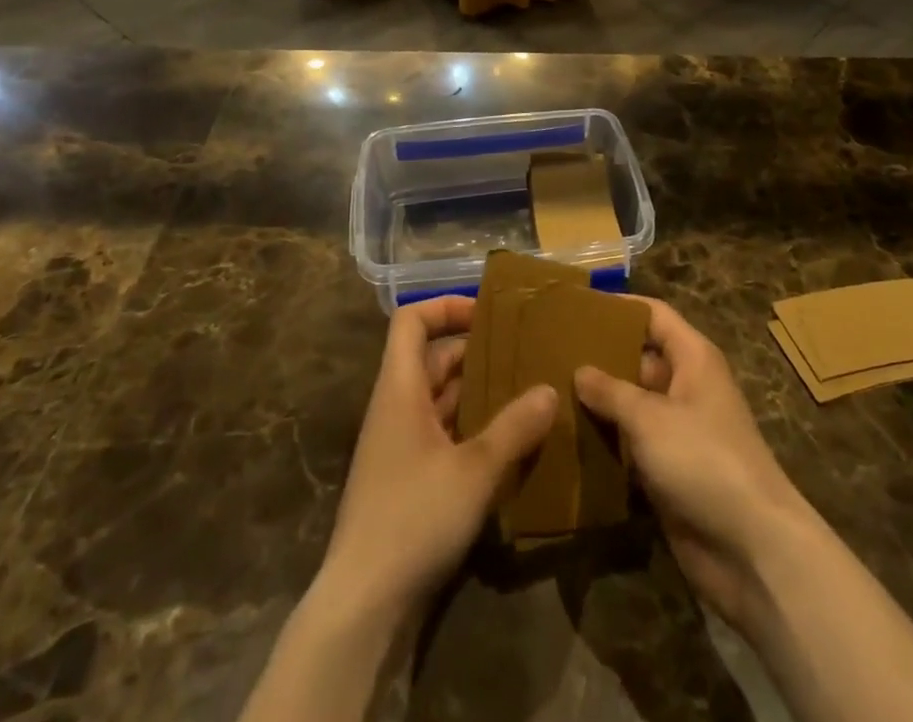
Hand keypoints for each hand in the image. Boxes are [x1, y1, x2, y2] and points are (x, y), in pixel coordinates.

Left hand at [320, 296, 557, 619]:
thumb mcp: (475, 470)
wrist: (362, 606)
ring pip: (440, 399)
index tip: (488, 313)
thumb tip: (550, 389)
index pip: (411, 321)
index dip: (445, 306)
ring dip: (478, 392)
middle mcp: (395, 408)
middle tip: (523, 354)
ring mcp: (399, 446)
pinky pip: (441, 434)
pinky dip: (471, 428)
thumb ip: (514, 427)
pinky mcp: (407, 480)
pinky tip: (507, 444)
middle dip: (476, 351)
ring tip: (525, 392)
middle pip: (432, 359)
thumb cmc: (414, 518)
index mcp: (400, 389)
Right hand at [576, 299, 812, 633]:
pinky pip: (631, 445)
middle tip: (549, 353)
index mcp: (693, 358)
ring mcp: (678, 431)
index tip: (577, 306)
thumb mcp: (650, 418)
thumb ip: (611, 391)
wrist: (752, 549)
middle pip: (639, 358)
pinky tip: (566, 439)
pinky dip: (605, 442)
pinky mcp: (668, 471)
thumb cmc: (704, 460)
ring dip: (598, 403)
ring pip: (631, 404)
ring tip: (548, 393)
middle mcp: (686, 387)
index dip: (620, 307)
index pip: (654, 315)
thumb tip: (579, 370)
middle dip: (600, 357)